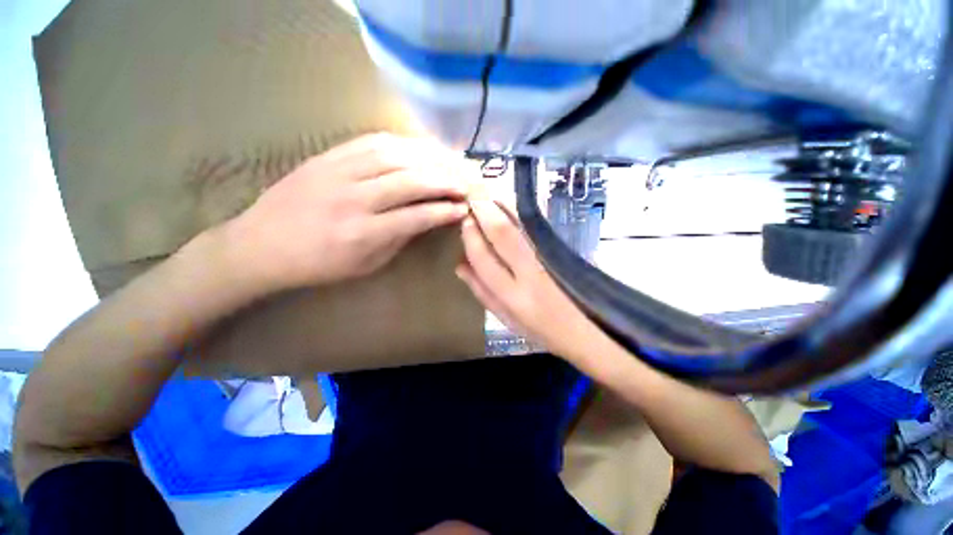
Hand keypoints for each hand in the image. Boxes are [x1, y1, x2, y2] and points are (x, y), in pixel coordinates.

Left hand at [223, 133, 470, 291]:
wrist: (261, 245)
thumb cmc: (319, 265)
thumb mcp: (366, 264)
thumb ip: (400, 238)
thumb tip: (429, 217)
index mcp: (362, 234)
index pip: (416, 216)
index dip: (445, 211)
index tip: (464, 208)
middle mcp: (352, 199)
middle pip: (409, 181)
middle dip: (445, 179)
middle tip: (466, 180)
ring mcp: (337, 172)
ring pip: (394, 155)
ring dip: (429, 157)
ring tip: (450, 160)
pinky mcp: (326, 156)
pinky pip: (370, 141)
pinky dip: (402, 142)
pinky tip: (419, 147)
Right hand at [456, 195, 603, 361]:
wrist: (585, 331)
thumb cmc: (540, 330)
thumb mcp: (506, 319)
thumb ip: (481, 291)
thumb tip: (459, 265)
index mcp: (512, 296)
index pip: (483, 258)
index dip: (471, 237)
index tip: (465, 221)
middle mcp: (530, 274)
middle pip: (503, 234)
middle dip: (484, 211)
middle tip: (472, 194)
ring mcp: (549, 260)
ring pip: (521, 226)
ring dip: (502, 207)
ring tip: (487, 194)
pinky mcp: (561, 252)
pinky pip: (535, 227)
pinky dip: (518, 213)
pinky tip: (508, 205)